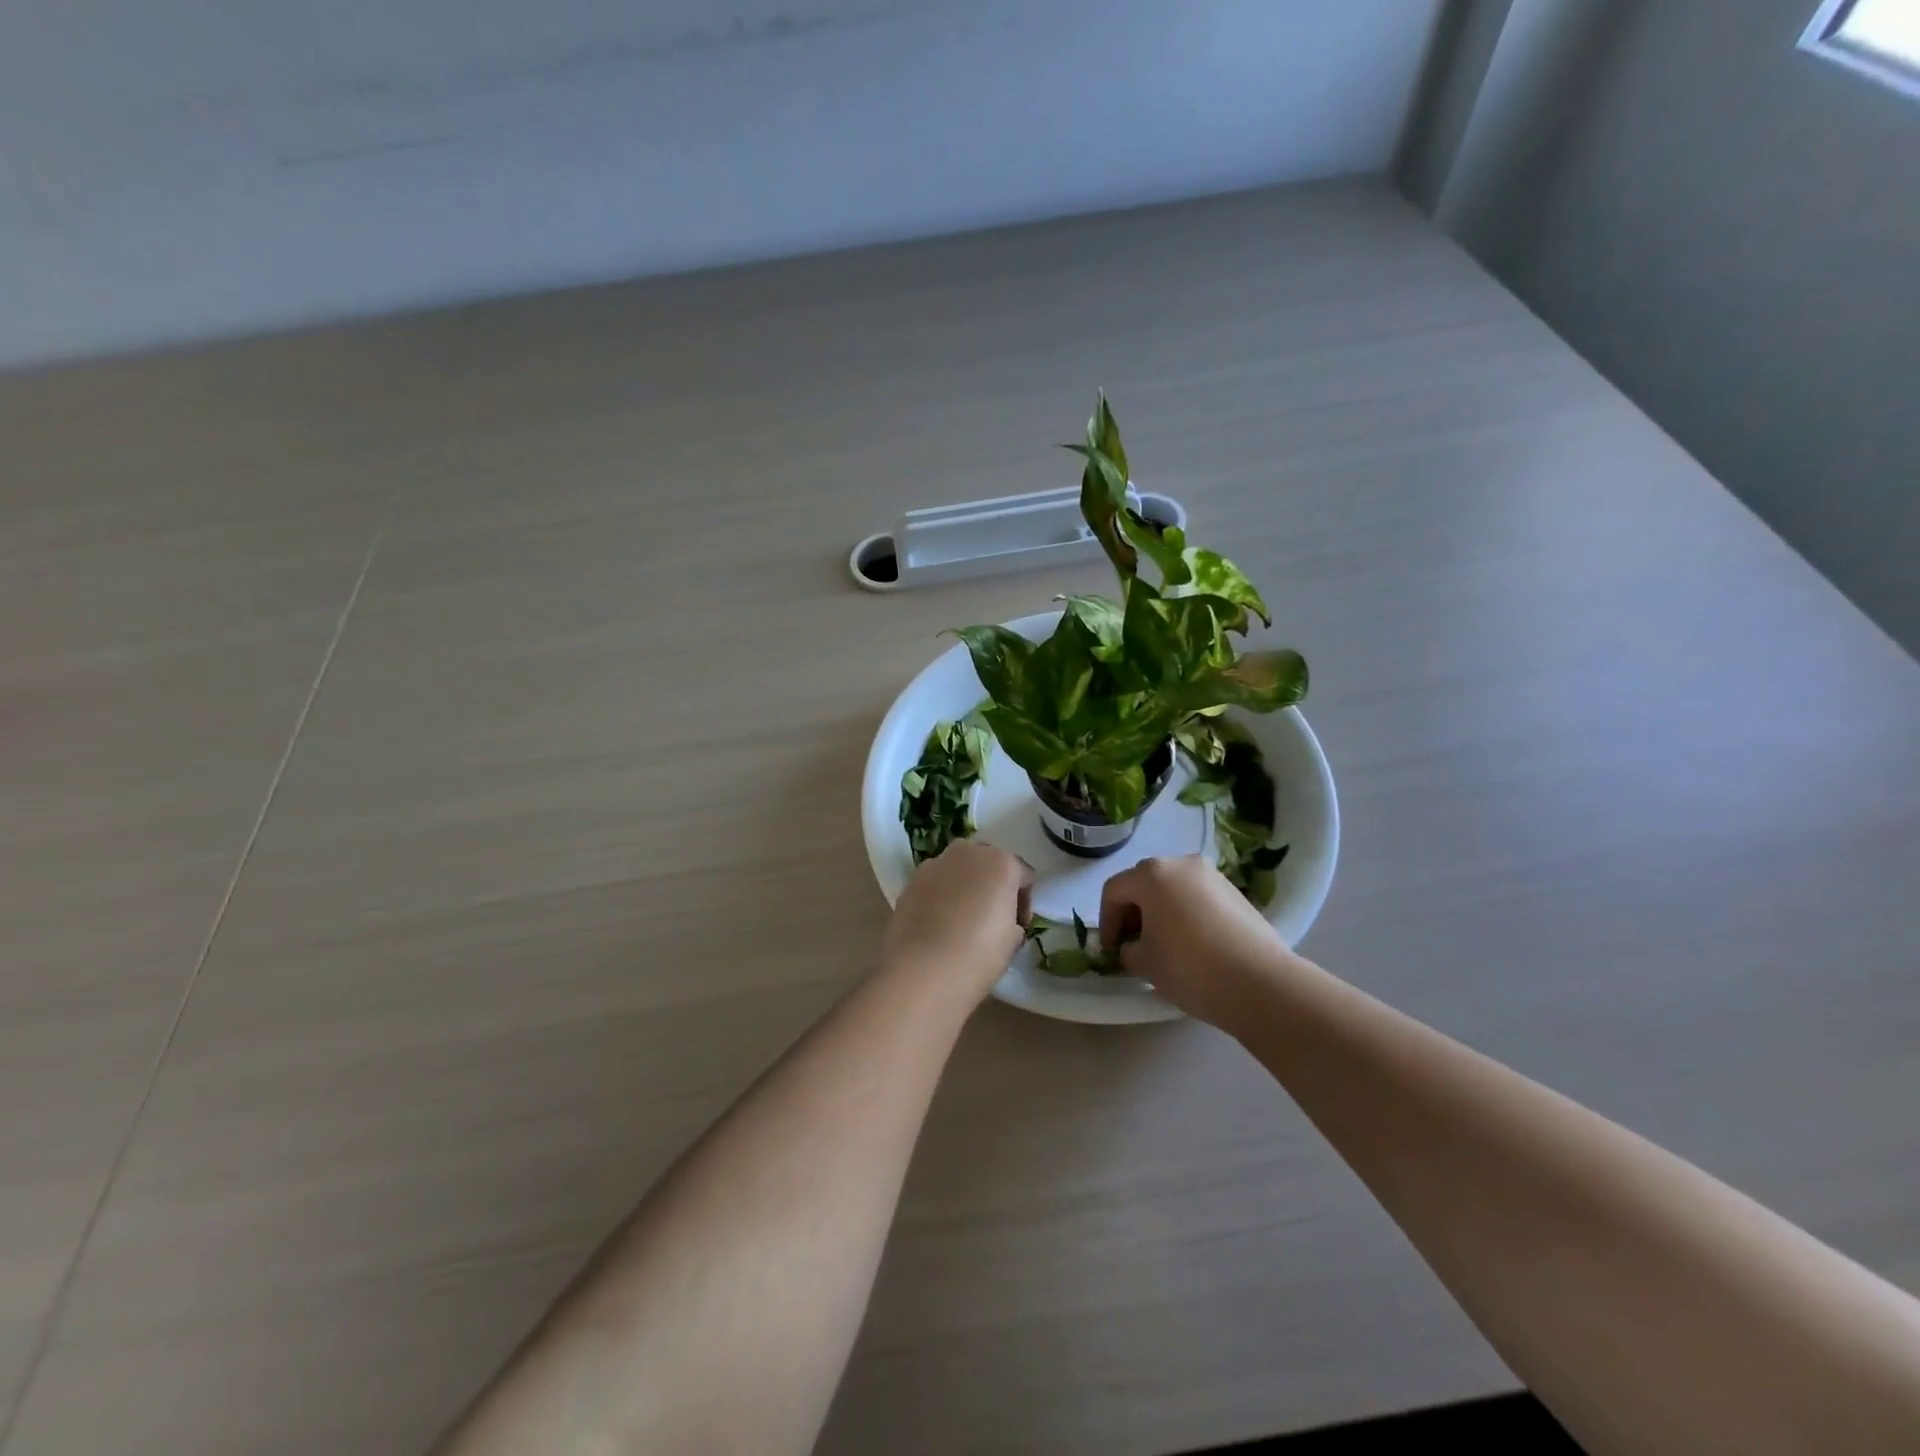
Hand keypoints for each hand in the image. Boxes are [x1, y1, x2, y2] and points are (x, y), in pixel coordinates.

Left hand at [881, 842, 1033, 1004]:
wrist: (920, 972)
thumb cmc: (978, 955)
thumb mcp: (1012, 941)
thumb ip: (1012, 921)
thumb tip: (1003, 922)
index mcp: (1001, 862)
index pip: (1023, 875)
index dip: (1024, 902)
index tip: (1019, 926)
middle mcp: (967, 853)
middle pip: (988, 863)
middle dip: (992, 886)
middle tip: (992, 918)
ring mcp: (934, 864)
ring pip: (958, 871)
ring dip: (964, 888)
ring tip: (962, 922)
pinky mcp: (910, 882)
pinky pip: (935, 884)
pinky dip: (940, 897)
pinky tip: (938, 926)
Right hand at [1099, 855, 1295, 1028]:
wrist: (1261, 983)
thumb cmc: (1191, 968)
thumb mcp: (1145, 963)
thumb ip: (1128, 949)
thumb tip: (1134, 946)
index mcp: (1152, 874)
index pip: (1114, 890)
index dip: (1106, 921)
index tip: (1111, 950)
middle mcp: (1181, 863)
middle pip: (1144, 882)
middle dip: (1133, 912)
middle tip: (1133, 944)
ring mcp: (1212, 875)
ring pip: (1173, 888)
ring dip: (1160, 911)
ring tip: (1163, 945)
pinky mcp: (1235, 892)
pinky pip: (1197, 897)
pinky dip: (1185, 913)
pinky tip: (1191, 943)